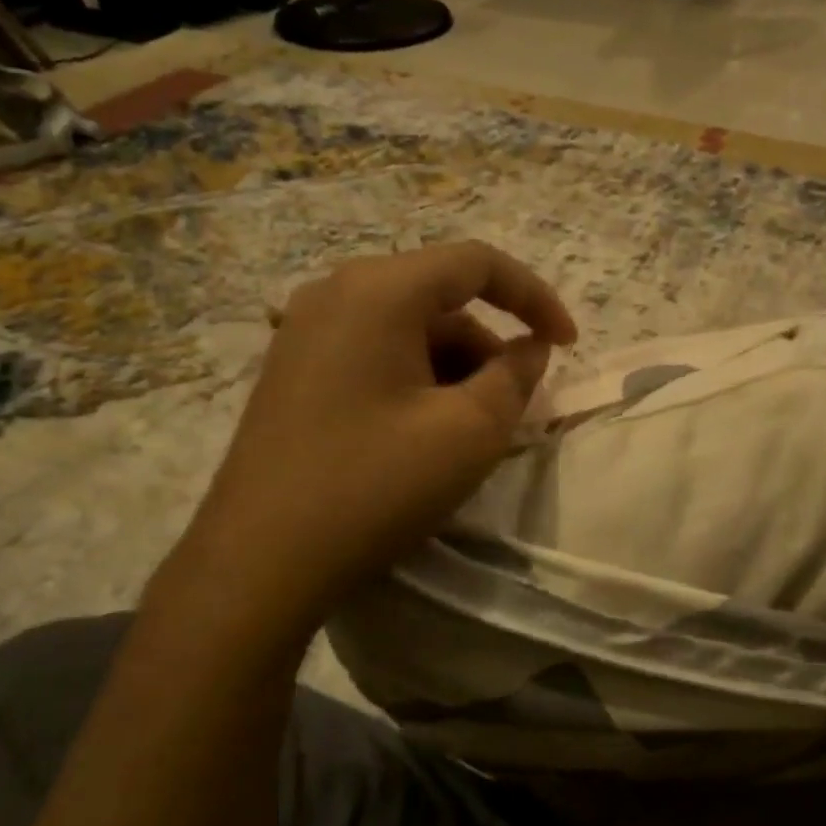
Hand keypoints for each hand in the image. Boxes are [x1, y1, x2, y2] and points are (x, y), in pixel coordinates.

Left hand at [197, 242, 576, 616]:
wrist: (259, 563)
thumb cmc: (374, 486)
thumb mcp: (469, 433)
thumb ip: (515, 377)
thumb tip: (529, 349)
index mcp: (378, 290)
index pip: (477, 263)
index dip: (534, 297)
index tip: (567, 345)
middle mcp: (334, 292)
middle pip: (439, 298)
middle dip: (488, 346)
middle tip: (512, 406)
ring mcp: (304, 331)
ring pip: (406, 329)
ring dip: (452, 367)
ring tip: (466, 430)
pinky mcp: (291, 369)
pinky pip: (372, 352)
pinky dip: (413, 378)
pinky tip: (420, 432)